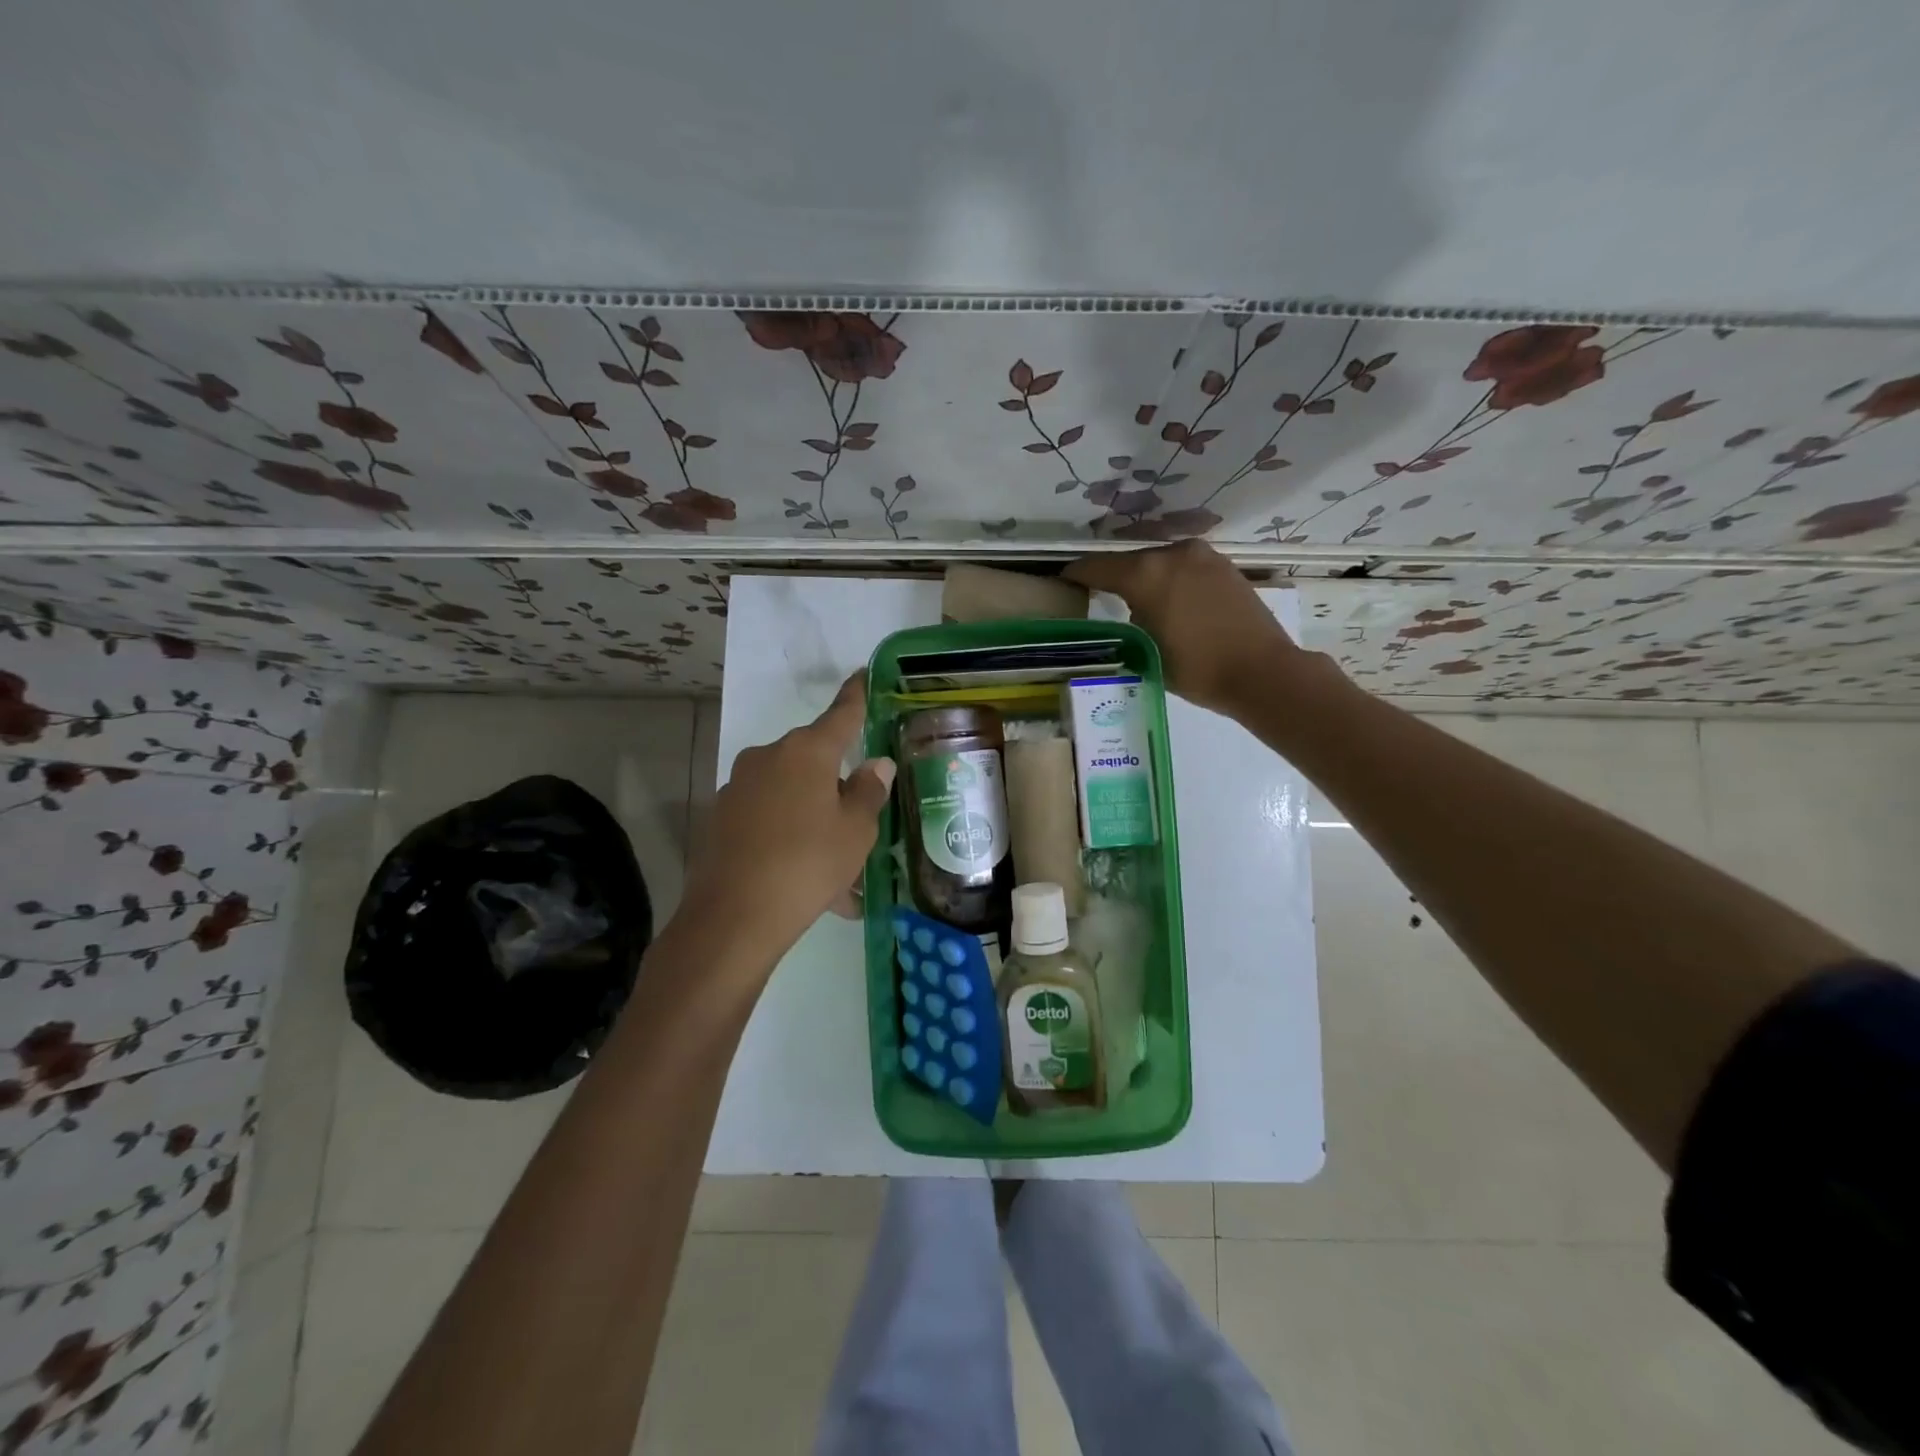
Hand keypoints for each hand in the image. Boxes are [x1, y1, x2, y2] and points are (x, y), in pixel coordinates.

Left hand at [678, 671, 894, 973]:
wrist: (732, 917)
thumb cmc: (808, 863)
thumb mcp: (855, 830)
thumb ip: (868, 791)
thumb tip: (875, 764)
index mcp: (806, 752)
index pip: (841, 714)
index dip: (856, 695)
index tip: (863, 674)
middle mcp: (768, 757)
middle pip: (813, 761)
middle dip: (836, 788)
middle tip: (860, 827)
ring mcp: (738, 787)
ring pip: (791, 797)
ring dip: (814, 822)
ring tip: (839, 877)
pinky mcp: (721, 818)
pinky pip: (768, 820)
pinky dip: (789, 839)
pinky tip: (806, 883)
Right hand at [1064, 540, 1305, 716]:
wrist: (1262, 672)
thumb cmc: (1197, 668)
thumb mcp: (1146, 649)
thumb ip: (1130, 621)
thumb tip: (1131, 610)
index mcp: (1146, 574)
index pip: (1097, 567)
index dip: (1076, 574)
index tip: (1062, 581)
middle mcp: (1172, 554)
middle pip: (1130, 562)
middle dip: (1114, 578)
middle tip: (1100, 597)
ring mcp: (1202, 556)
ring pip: (1159, 563)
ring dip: (1146, 579)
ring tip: (1139, 603)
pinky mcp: (1223, 566)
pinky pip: (1184, 568)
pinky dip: (1172, 581)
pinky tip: (1172, 603)